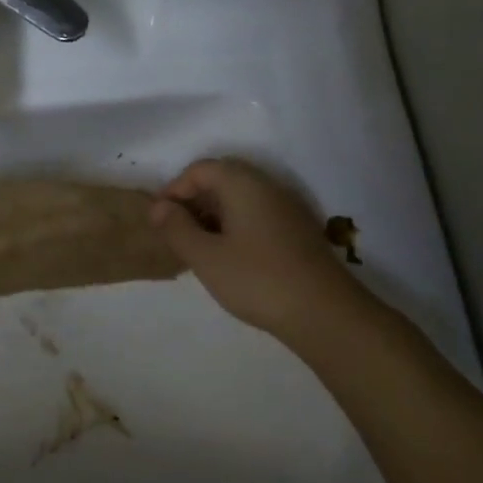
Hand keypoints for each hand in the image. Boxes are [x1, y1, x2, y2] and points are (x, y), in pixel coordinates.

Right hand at [150, 158, 363, 346]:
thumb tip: (158, 207)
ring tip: (198, 246)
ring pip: (241, 198)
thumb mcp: (205, 256)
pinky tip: (228, 256)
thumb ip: (176, 228)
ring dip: (214, 214)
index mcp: (244, 185)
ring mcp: (287, 209)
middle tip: (176, 231)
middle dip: (194, 200)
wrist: (324, 314)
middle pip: (223, 178)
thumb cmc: (257, 279)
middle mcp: (268, 188)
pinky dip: (235, 225)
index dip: (175, 188)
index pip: (201, 168)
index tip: (160, 218)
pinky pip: (257, 215)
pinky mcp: (297, 232)